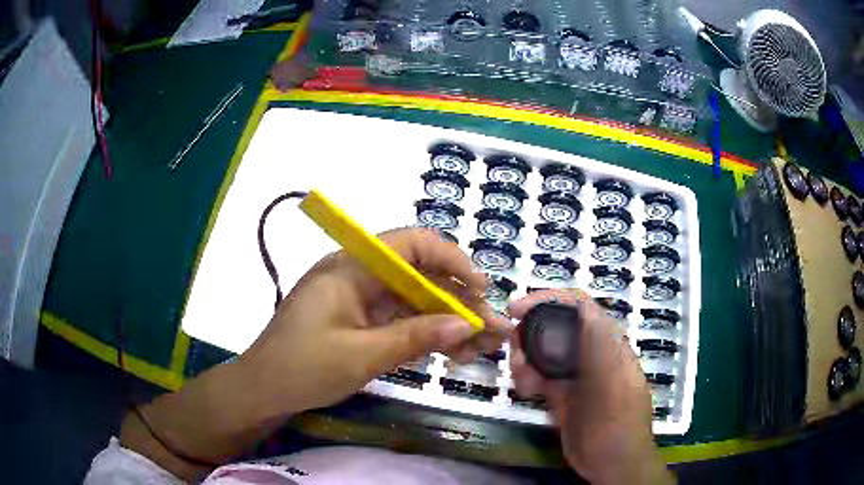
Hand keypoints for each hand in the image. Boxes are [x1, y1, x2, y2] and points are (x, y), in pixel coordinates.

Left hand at [121, 228, 508, 480]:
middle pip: (418, 275)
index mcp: (350, 268)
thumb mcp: (361, 356)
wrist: (263, 391)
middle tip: (491, 327)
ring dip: (446, 321)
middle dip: (457, 300)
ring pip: (414, 300)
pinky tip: (451, 353)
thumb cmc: (302, 369)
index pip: (410, 244)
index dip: (450, 258)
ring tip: (481, 347)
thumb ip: (415, 337)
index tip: (479, 287)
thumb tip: (467, 325)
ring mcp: (358, 299)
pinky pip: (400, 319)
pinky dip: (425, 334)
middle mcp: (357, 275)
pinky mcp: (359, 321)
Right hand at [508, 290, 673, 484]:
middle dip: (531, 332)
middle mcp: (591, 353)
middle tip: (513, 349)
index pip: (580, 307)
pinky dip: (528, 378)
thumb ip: (599, 349)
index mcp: (608, 344)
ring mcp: (576, 374)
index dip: (549, 299)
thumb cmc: (617, 425)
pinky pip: (540, 376)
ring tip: (520, 378)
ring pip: (545, 352)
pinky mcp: (562, 393)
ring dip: (526, 358)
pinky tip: (525, 391)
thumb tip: (585, 309)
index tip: (518, 309)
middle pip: (557, 326)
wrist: (611, 464)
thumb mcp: (611, 387)